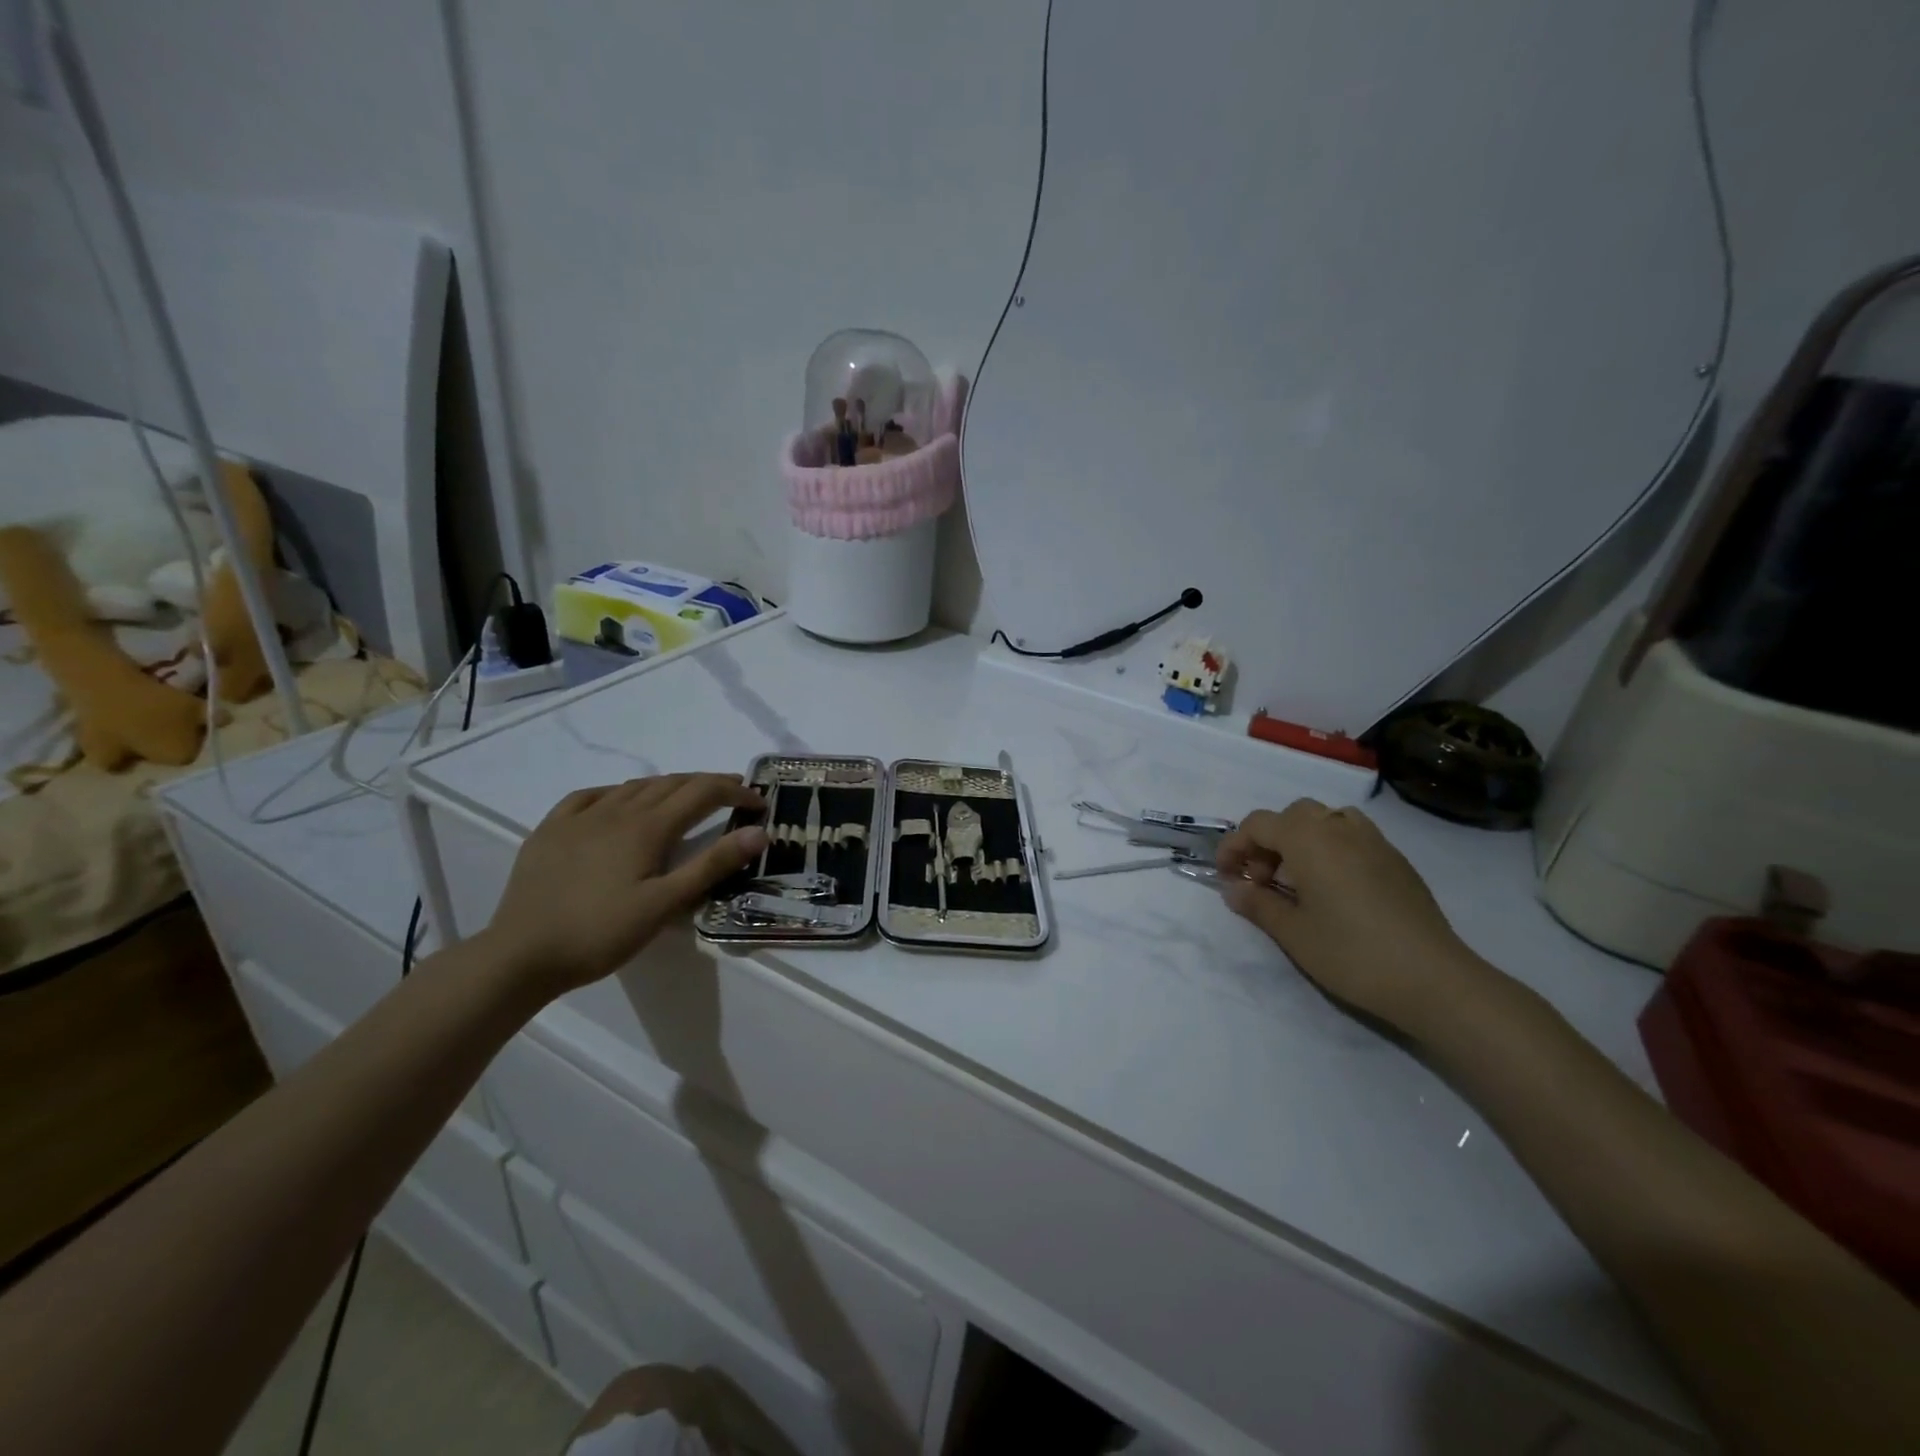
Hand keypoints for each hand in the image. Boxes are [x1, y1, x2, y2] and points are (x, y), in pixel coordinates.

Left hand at [481, 774, 767, 997]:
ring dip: (668, 785)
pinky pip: (590, 796)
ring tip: (686, 797)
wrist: (520, 955)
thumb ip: (713, 865)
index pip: (702, 793)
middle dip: (708, 784)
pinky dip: (618, 792)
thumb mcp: (665, 904)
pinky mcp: (550, 830)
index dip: (735, 792)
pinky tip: (619, 802)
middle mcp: (616, 810)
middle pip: (672, 783)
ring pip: (634, 786)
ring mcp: (579, 817)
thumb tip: (759, 832)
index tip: (759, 804)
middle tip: (734, 794)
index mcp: (647, 827)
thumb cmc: (600, 933)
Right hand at [1216, 799, 1500, 1035]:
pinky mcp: (1397, 861)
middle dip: (1268, 841)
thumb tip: (1233, 889)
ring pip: (1326, 819)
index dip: (1234, 846)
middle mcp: (1339, 828)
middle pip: (1292, 815)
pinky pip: (1353, 835)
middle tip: (1263, 880)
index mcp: (1308, 839)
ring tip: (1299, 879)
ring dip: (1302, 839)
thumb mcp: (1293, 933)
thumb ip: (1258, 904)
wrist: (1433, 979)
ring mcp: (1374, 841)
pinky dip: (1332, 848)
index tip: (1225, 876)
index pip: (1257, 824)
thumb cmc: (1352, 953)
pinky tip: (1335, 888)